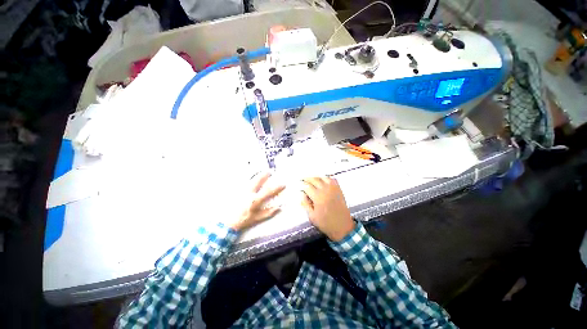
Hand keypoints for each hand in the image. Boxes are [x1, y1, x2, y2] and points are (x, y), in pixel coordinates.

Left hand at [230, 172, 285, 231]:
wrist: (227, 222)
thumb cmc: (243, 220)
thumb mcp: (257, 218)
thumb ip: (269, 212)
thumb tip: (279, 207)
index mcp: (256, 200)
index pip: (269, 192)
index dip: (277, 187)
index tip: (283, 184)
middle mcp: (249, 193)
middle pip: (258, 181)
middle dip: (264, 175)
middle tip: (269, 171)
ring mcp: (241, 190)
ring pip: (249, 179)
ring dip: (255, 174)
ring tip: (260, 170)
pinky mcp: (234, 190)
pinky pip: (240, 181)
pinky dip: (244, 177)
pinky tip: (247, 173)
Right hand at [301, 177, 354, 240]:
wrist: (342, 226)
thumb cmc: (326, 223)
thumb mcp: (312, 216)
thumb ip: (305, 204)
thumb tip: (302, 194)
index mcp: (318, 197)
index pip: (307, 186)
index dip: (302, 185)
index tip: (298, 185)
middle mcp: (325, 190)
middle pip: (314, 180)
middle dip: (307, 179)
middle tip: (302, 179)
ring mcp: (333, 189)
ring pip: (323, 177)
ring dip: (316, 177)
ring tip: (311, 179)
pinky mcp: (339, 190)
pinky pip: (332, 179)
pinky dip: (326, 177)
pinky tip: (323, 179)